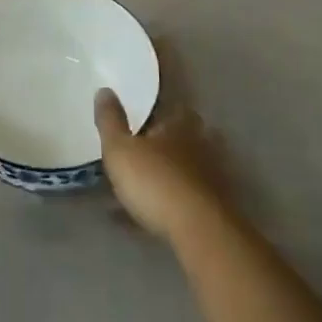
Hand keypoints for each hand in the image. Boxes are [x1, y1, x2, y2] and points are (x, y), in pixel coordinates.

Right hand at [95, 88, 227, 241]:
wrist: (198, 231)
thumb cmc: (155, 181)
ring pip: (186, 170)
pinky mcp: (216, 209)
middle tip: (140, 155)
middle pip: (183, 139)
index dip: (158, 114)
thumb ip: (111, 120)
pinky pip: (188, 200)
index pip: (174, 108)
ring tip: (142, 190)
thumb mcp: (120, 149)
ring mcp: (212, 177)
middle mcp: (201, 145)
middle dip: (164, 145)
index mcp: (180, 124)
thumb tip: (105, 90)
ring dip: (169, 176)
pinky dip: (172, 204)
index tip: (142, 121)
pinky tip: (152, 217)